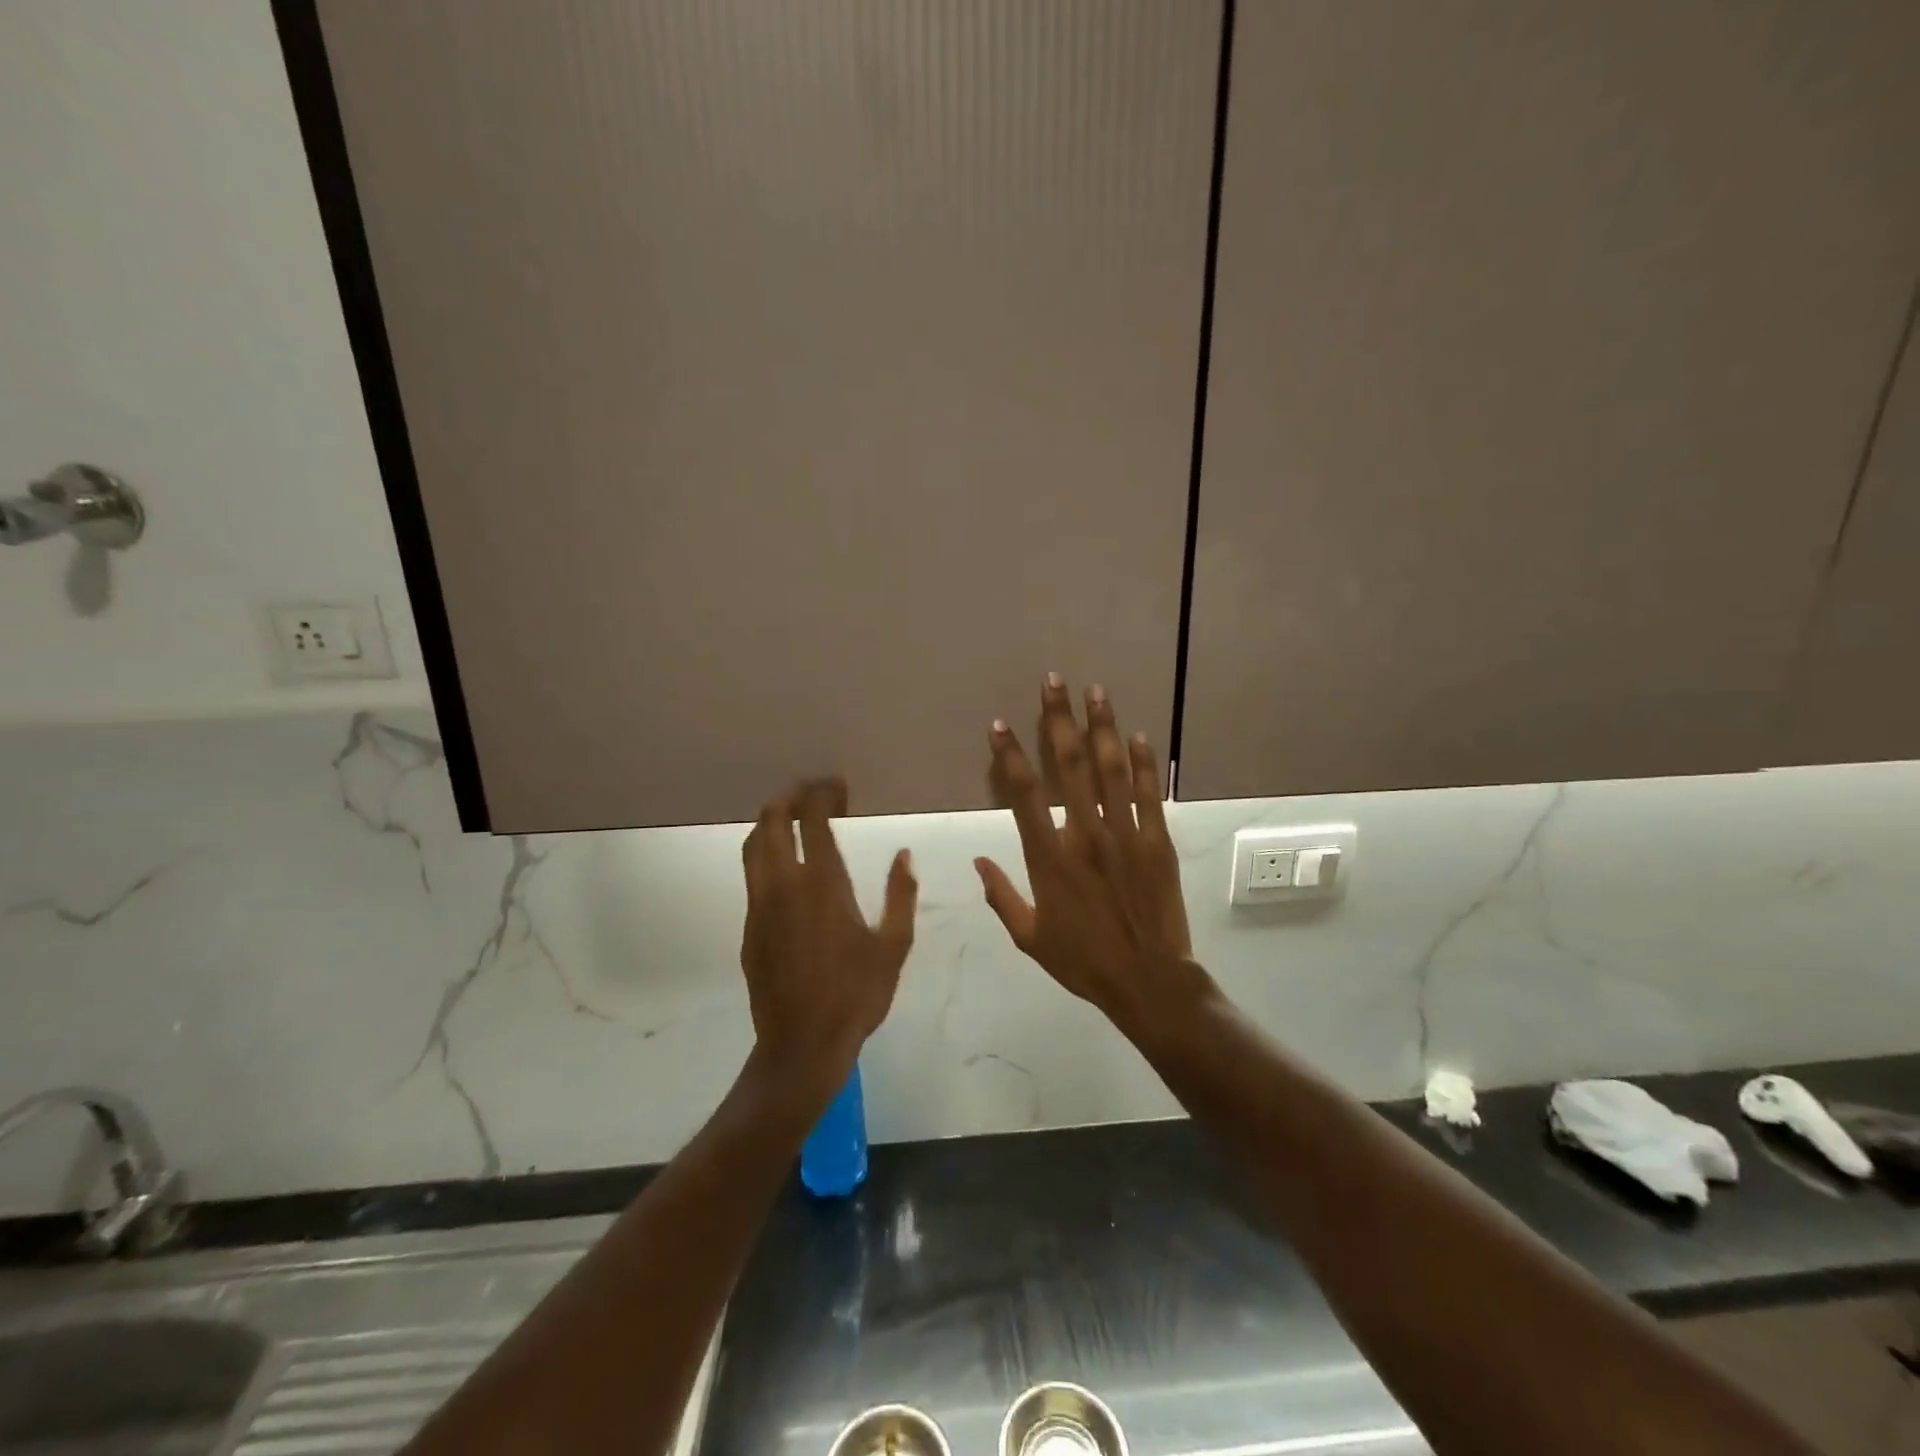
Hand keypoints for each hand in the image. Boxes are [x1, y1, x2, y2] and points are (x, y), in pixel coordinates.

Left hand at [740, 779, 916, 1092]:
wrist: (801, 1045)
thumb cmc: (856, 995)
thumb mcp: (893, 946)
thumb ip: (900, 895)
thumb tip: (904, 855)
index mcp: (822, 884)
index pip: (813, 820)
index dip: (822, 794)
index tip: (838, 785)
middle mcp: (783, 885)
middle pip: (772, 821)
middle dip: (790, 796)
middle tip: (813, 791)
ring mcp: (760, 905)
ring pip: (753, 845)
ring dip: (770, 820)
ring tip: (792, 815)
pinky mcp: (749, 927)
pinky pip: (751, 873)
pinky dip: (763, 850)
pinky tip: (782, 862)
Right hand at [974, 676, 1198, 1033]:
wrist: (1148, 981)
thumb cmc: (1083, 961)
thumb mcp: (1030, 938)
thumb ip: (1001, 897)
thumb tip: (977, 863)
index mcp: (1049, 858)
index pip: (1023, 795)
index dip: (1010, 756)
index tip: (1000, 725)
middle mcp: (1085, 835)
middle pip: (1070, 766)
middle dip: (1059, 719)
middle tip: (1054, 682)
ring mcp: (1125, 834)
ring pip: (1111, 770)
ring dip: (1102, 727)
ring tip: (1095, 691)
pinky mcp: (1157, 841)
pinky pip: (1148, 794)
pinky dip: (1142, 763)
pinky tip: (1138, 735)